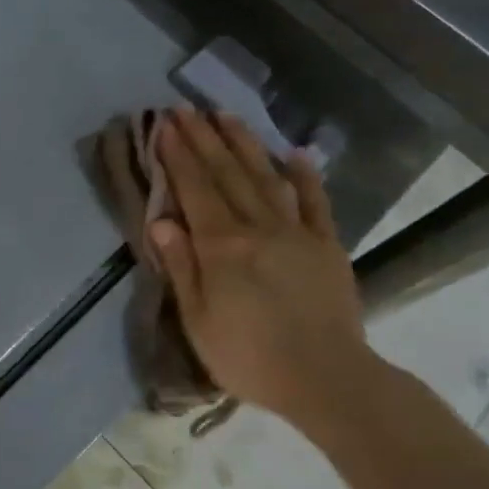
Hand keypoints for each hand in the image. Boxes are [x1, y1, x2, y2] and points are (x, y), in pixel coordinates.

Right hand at [150, 109, 383, 428]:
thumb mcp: (198, 321)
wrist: (327, 380)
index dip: (178, 156)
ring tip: (226, 115)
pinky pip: (316, 203)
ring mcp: (297, 232)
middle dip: (204, 139)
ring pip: (266, 177)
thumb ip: (181, 266)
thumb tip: (161, 220)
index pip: (194, 189)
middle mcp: (258, 227)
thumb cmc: (250, 357)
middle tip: (186, 108)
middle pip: (226, 174)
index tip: (164, 125)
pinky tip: (296, 153)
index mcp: (222, 246)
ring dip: (244, 144)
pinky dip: (306, 176)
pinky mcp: (327, 245)